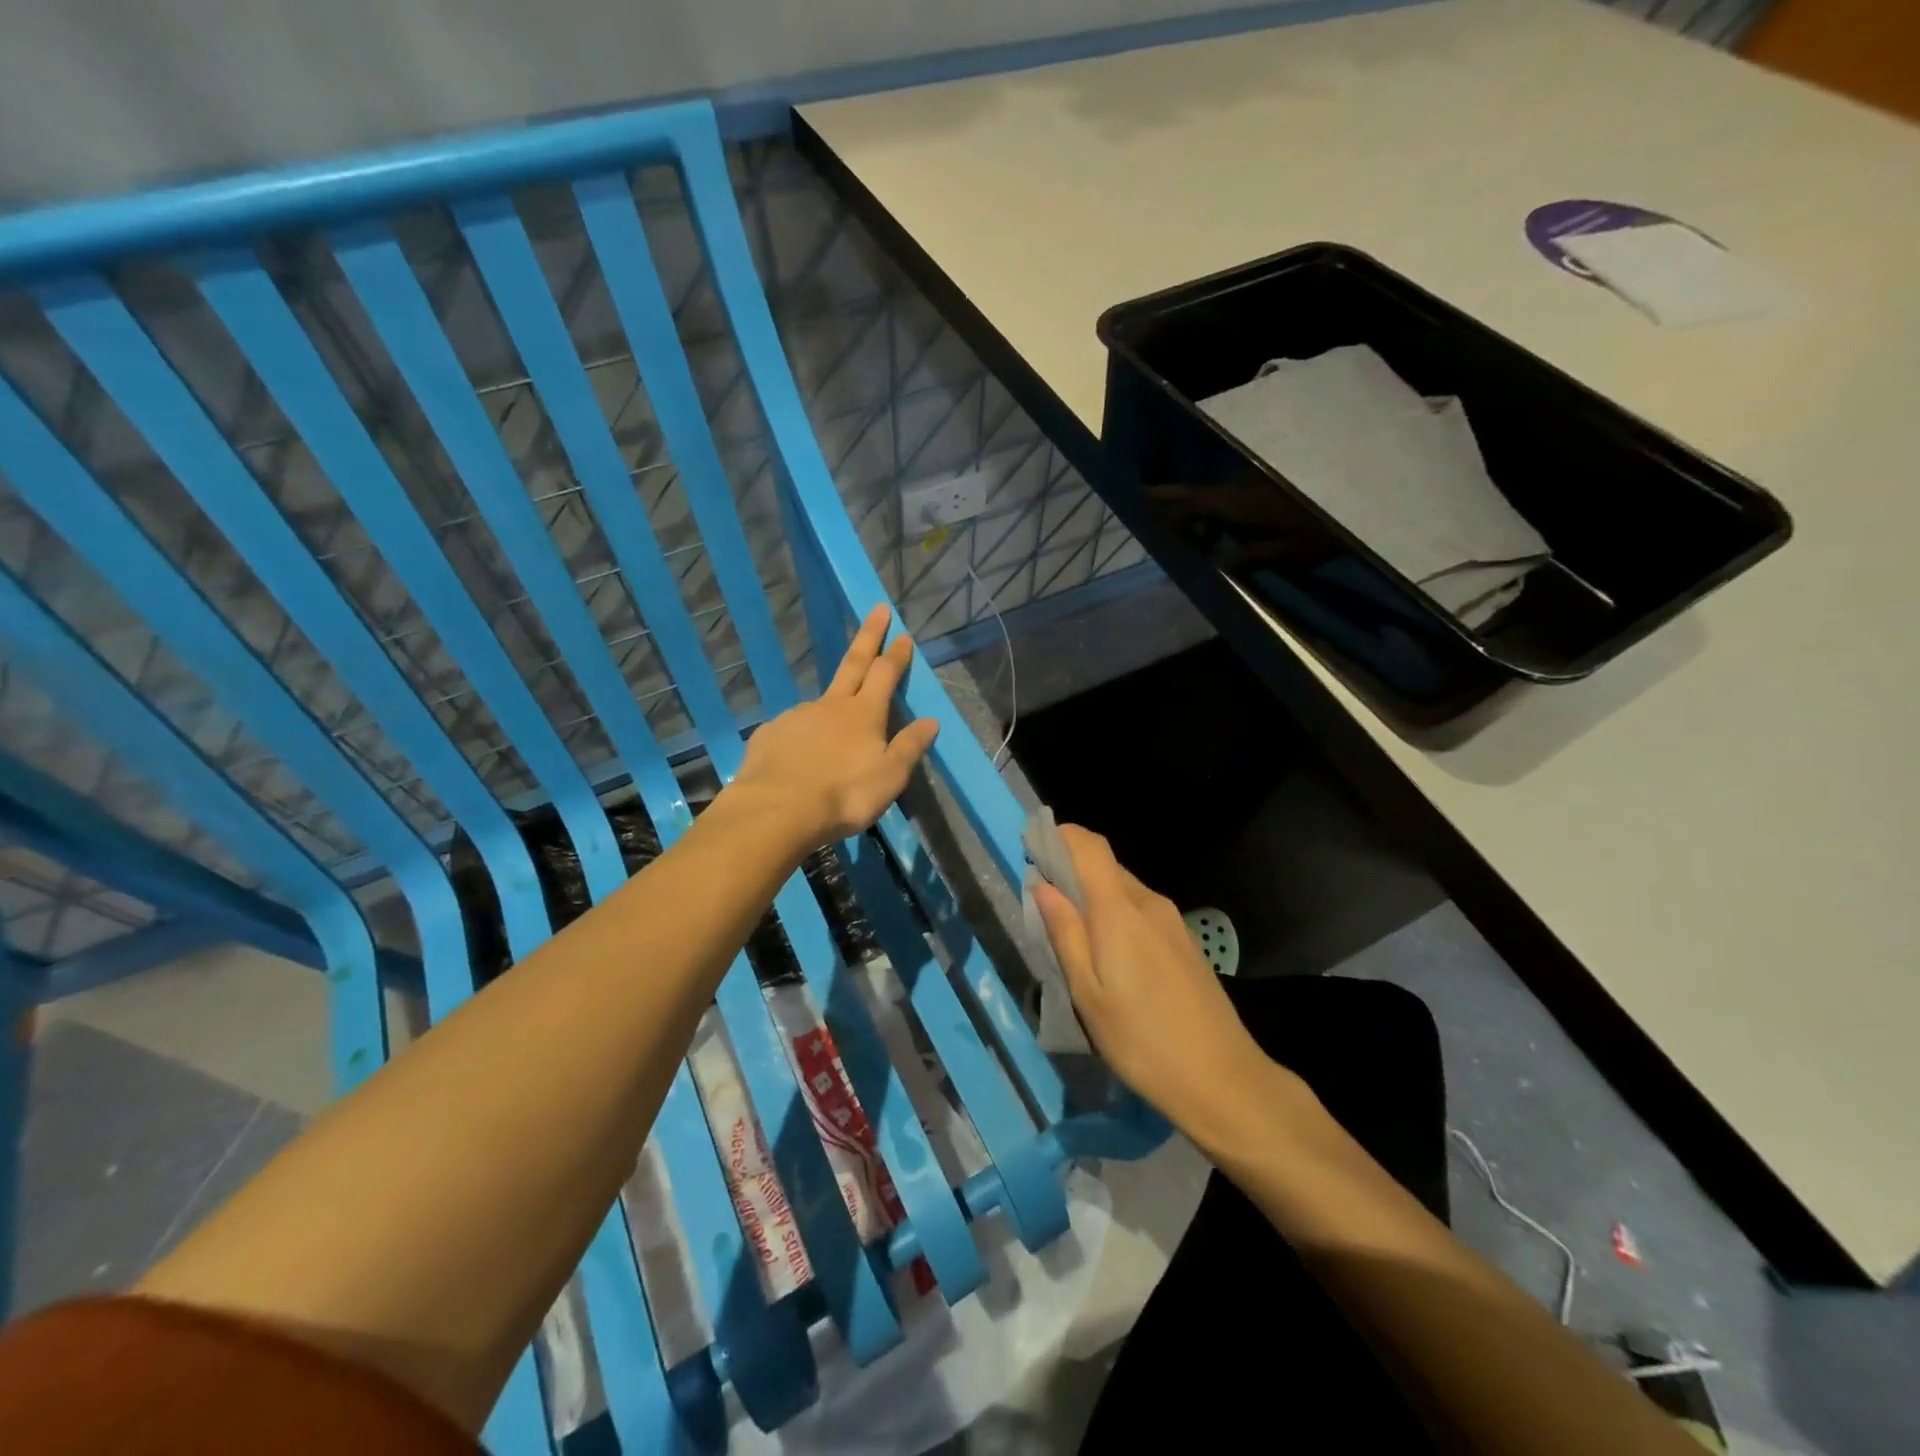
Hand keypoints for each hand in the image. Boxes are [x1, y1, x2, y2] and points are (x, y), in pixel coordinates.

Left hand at [731, 605, 938, 849]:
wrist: (777, 811)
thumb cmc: (844, 795)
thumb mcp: (890, 777)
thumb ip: (910, 747)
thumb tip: (931, 721)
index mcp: (864, 714)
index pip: (885, 673)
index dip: (896, 654)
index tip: (903, 634)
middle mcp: (831, 706)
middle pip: (853, 664)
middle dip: (868, 636)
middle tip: (877, 610)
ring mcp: (797, 716)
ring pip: (820, 703)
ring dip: (832, 705)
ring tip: (833, 734)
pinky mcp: (770, 734)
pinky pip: (793, 730)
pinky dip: (802, 736)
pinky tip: (800, 756)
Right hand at [1033, 825, 1310, 1151]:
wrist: (1224, 1080)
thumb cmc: (1142, 1041)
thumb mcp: (1088, 994)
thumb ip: (1064, 933)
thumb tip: (1042, 885)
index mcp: (1120, 910)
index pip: (1089, 845)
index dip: (1059, 836)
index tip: (1030, 847)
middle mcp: (1149, 903)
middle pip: (1105, 865)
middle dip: (1070, 869)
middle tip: (1040, 901)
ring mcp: (1172, 921)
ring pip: (1123, 888)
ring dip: (1092, 894)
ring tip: (1069, 932)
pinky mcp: (1185, 941)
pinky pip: (1140, 910)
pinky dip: (1115, 913)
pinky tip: (1107, 953)